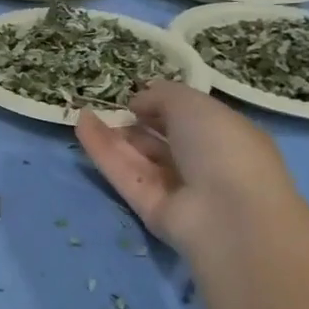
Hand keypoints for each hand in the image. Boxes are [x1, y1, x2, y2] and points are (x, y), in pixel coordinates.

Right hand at [76, 81, 300, 252]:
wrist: (227, 213)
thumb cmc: (221, 147)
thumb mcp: (193, 104)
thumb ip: (162, 95)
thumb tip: (138, 101)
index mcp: (225, 136)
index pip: (190, 119)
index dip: (163, 106)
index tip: (137, 97)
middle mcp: (201, 163)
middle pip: (161, 140)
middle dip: (136, 123)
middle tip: (110, 108)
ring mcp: (174, 188)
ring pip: (137, 157)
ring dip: (112, 135)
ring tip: (85, 111)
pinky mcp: (148, 207)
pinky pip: (123, 174)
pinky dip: (102, 150)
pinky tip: (82, 124)